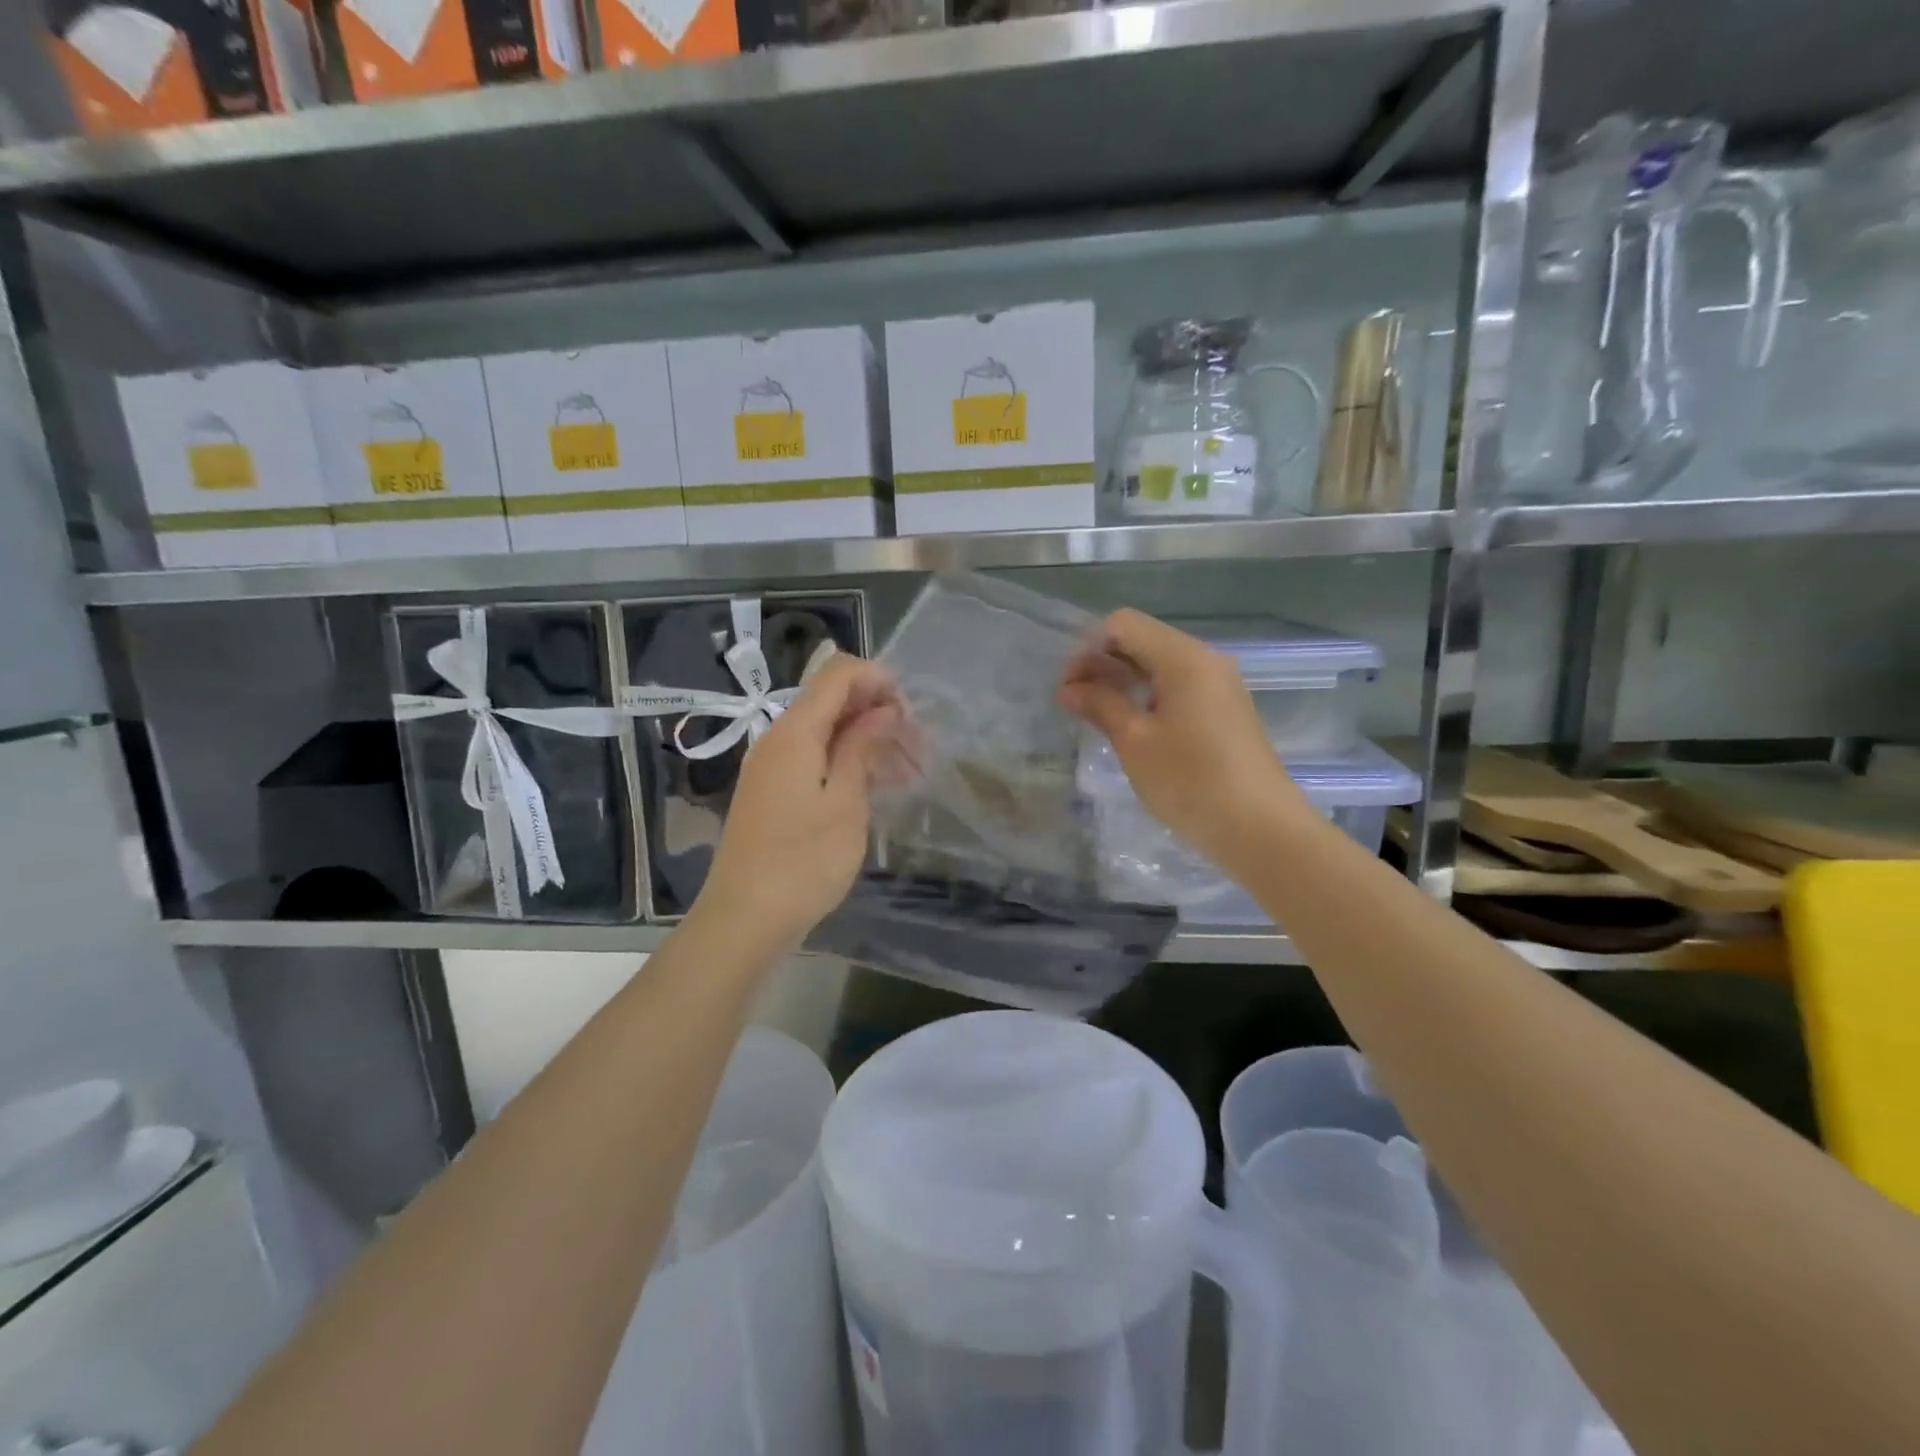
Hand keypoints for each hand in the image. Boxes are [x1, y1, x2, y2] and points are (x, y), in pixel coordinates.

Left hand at [694, 653, 902, 951]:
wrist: (744, 919)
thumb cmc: (803, 862)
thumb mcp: (845, 803)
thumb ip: (862, 747)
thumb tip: (882, 710)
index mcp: (794, 732)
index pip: (837, 674)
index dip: (878, 679)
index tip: (911, 712)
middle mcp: (778, 738)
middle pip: (830, 699)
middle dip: (877, 710)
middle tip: (917, 746)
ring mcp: (772, 766)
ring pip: (825, 731)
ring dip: (866, 739)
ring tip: (907, 770)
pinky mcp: (773, 792)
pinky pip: (814, 758)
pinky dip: (846, 761)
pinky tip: (876, 787)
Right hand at [1059, 609, 1308, 871]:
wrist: (1261, 829)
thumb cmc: (1191, 781)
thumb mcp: (1135, 742)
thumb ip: (1100, 706)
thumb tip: (1069, 689)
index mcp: (1183, 658)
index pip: (1123, 625)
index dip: (1088, 649)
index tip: (1069, 688)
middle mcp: (1204, 660)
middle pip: (1142, 641)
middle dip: (1102, 664)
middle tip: (1073, 703)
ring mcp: (1218, 685)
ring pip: (1159, 665)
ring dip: (1123, 681)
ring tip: (1095, 716)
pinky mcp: (1224, 710)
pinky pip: (1177, 687)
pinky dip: (1147, 696)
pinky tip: (1131, 726)